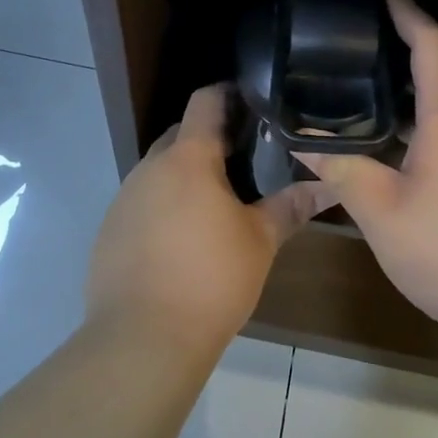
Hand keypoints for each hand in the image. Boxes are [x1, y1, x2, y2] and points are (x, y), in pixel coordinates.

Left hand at [86, 84, 334, 357]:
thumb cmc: (210, 280)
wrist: (141, 342)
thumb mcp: (260, 241)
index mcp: (188, 158)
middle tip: (245, 158)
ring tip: (217, 201)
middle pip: (181, 134)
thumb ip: (292, 206)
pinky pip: (141, 202)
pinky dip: (163, 206)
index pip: (205, 100)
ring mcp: (124, 198)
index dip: (229, 94)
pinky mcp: (108, 231)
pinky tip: (182, 240)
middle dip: (210, 140)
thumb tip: (329, 186)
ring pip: (159, 170)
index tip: (254, 104)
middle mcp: (150, 167)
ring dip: (185, 176)